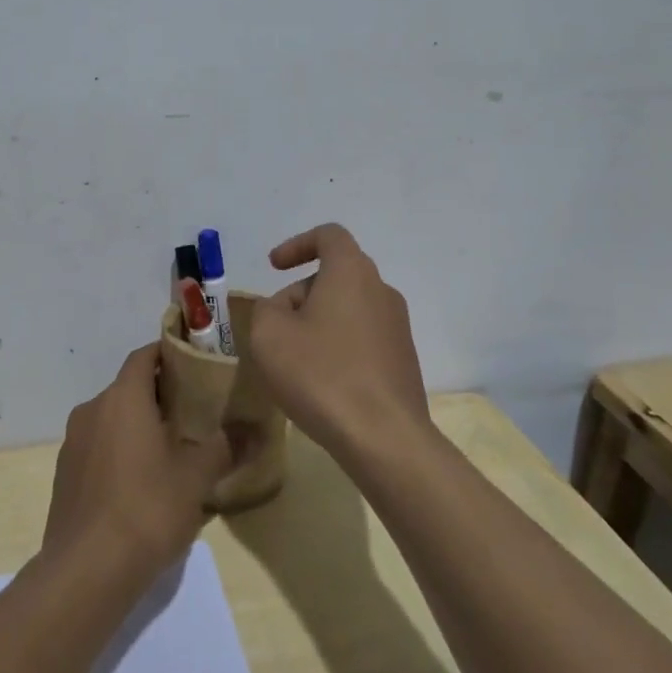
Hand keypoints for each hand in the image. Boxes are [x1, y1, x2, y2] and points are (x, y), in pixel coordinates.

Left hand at [42, 345, 232, 584]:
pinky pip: (98, 447)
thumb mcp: (196, 477)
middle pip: (129, 387)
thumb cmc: (147, 509)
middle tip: (194, 410)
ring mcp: (73, 443)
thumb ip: (225, 446)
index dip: (169, 354)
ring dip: (138, 424)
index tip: (196, 364)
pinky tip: (142, 482)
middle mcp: (92, 410)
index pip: (144, 356)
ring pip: (112, 418)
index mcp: (122, 398)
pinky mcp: (64, 475)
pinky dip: (120, 450)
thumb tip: (255, 429)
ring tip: (172, 447)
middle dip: (159, 394)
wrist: (86, 571)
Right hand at [248, 224, 430, 461]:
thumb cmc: (321, 374)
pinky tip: (322, 381)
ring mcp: (398, 326)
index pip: (329, 236)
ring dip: (319, 322)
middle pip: (337, 275)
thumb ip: (268, 308)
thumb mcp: (269, 334)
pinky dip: (338, 346)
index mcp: (352, 272)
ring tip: (295, 359)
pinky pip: (363, 338)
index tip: (274, 267)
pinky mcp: (403, 360)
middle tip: (276, 326)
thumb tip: (285, 308)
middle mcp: (381, 290)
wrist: (383, 437)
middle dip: (302, 292)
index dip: (298, 244)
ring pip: (349, 308)